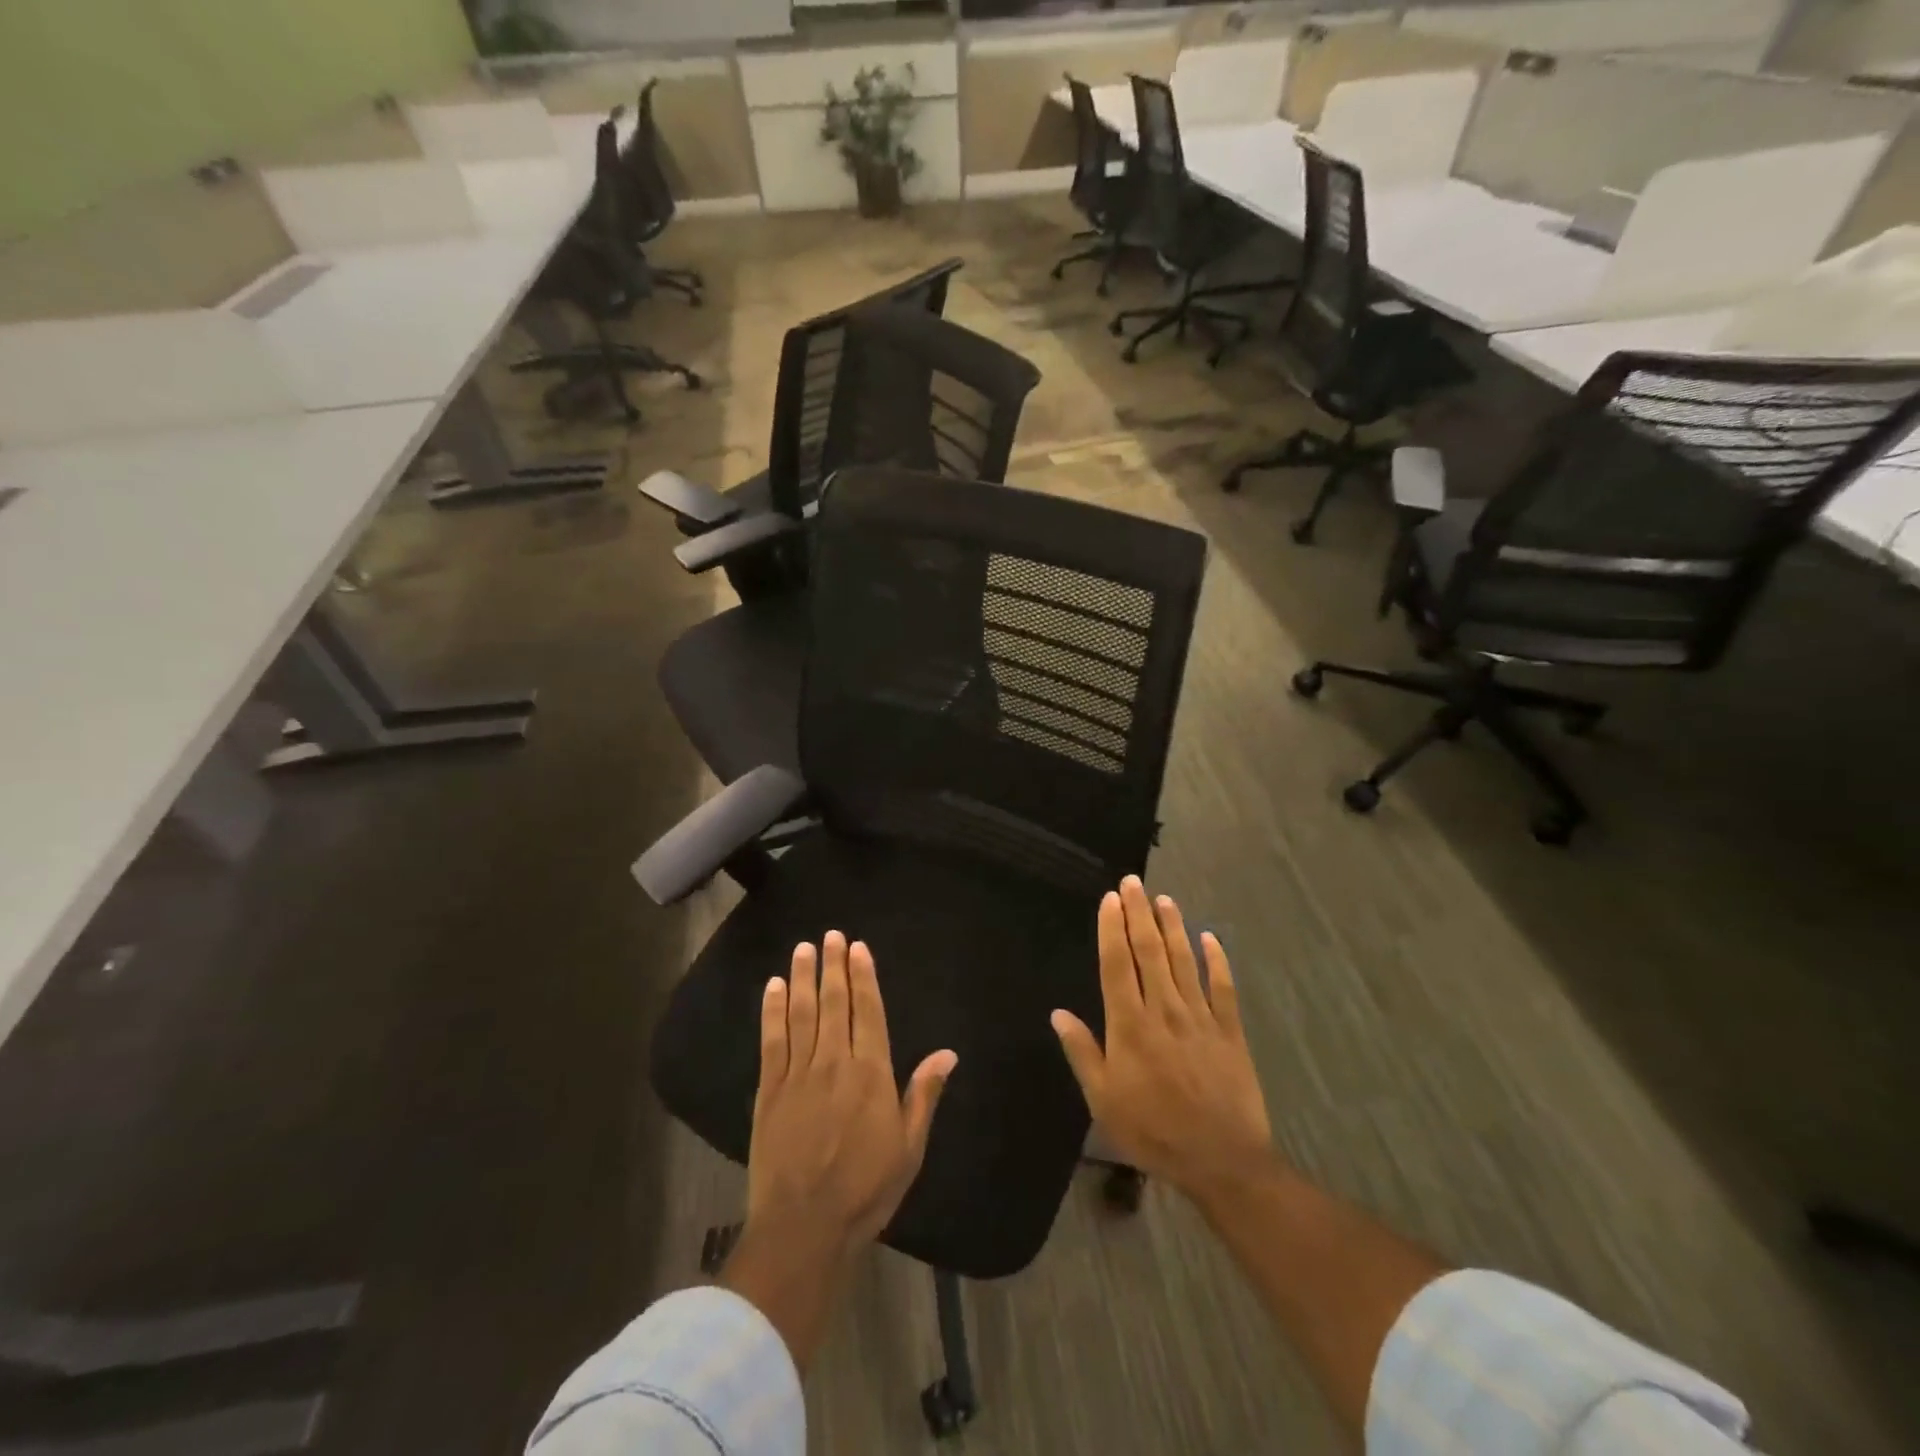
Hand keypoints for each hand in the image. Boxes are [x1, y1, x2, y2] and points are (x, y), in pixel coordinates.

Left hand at [746, 931, 956, 1257]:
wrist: (805, 1227)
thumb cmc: (866, 1189)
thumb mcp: (909, 1147)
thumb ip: (924, 1094)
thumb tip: (948, 1053)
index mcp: (871, 1073)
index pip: (868, 1012)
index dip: (863, 977)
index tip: (857, 948)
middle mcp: (835, 1062)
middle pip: (834, 1003)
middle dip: (833, 967)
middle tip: (830, 936)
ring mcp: (798, 1074)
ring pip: (802, 1014)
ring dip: (803, 978)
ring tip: (803, 949)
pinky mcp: (770, 1091)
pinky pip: (772, 1041)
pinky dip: (772, 1011)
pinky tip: (773, 988)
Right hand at [1051, 877, 1274, 1204]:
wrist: (1221, 1160)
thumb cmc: (1153, 1131)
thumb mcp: (1103, 1100)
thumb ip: (1082, 1052)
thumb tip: (1058, 1013)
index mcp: (1130, 1025)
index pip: (1117, 964)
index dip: (1112, 929)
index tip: (1111, 899)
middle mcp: (1164, 1010)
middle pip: (1150, 952)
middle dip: (1139, 914)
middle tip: (1133, 882)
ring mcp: (1200, 1017)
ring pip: (1184, 961)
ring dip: (1173, 927)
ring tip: (1164, 899)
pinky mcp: (1230, 1031)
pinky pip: (1223, 987)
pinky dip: (1217, 960)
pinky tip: (1210, 937)